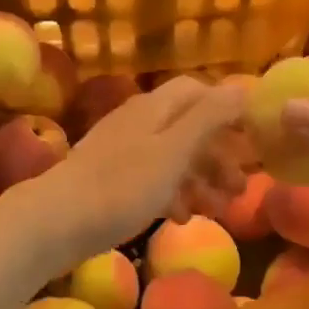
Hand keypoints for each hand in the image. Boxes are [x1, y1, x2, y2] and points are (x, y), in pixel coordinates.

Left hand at [28, 76, 247, 260]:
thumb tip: (243, 85)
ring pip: (173, 157)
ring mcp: (123, 152)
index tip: (253, 138)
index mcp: (155, 108)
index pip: (199, 91)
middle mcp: (140, 122)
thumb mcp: (174, 151)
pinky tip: (182, 219)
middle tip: (242, 186)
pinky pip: (153, 180)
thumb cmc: (122, 186)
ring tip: (221, 209)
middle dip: (219, 155)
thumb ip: (209, 117)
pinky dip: (173, 194)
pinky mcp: (111, 181)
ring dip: (201, 179)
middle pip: (189, 127)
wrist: (55, 222)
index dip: (228, 110)